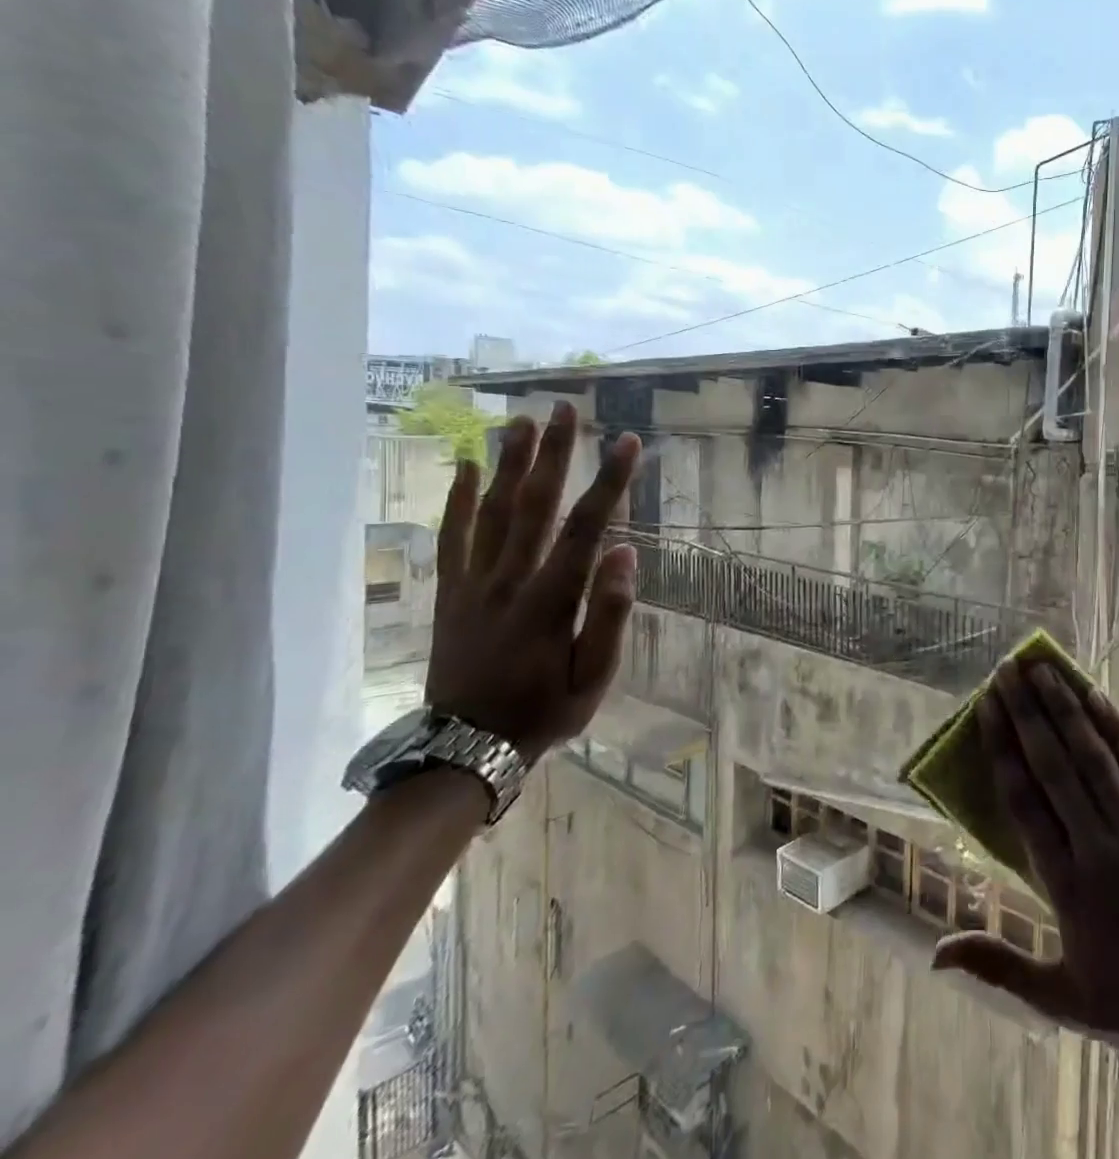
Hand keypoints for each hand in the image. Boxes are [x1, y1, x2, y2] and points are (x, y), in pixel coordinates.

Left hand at [426, 401, 641, 761]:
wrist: (464, 750)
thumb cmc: (543, 713)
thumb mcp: (593, 679)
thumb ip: (610, 616)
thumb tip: (626, 554)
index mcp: (551, 601)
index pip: (586, 528)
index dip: (609, 482)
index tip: (627, 442)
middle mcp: (509, 580)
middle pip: (533, 505)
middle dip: (553, 454)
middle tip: (564, 408)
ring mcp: (473, 584)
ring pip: (491, 511)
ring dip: (507, 464)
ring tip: (519, 421)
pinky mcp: (450, 593)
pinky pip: (451, 537)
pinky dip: (456, 499)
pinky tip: (461, 466)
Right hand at [933, 654, 1118, 1067]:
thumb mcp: (1060, 997)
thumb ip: (997, 965)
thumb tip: (935, 952)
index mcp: (1066, 885)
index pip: (1024, 800)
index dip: (1002, 747)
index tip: (986, 706)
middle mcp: (1099, 846)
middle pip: (1054, 766)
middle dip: (1026, 712)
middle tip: (1006, 669)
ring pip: (1093, 757)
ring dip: (1065, 708)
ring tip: (1042, 669)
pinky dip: (1117, 730)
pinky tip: (1097, 697)